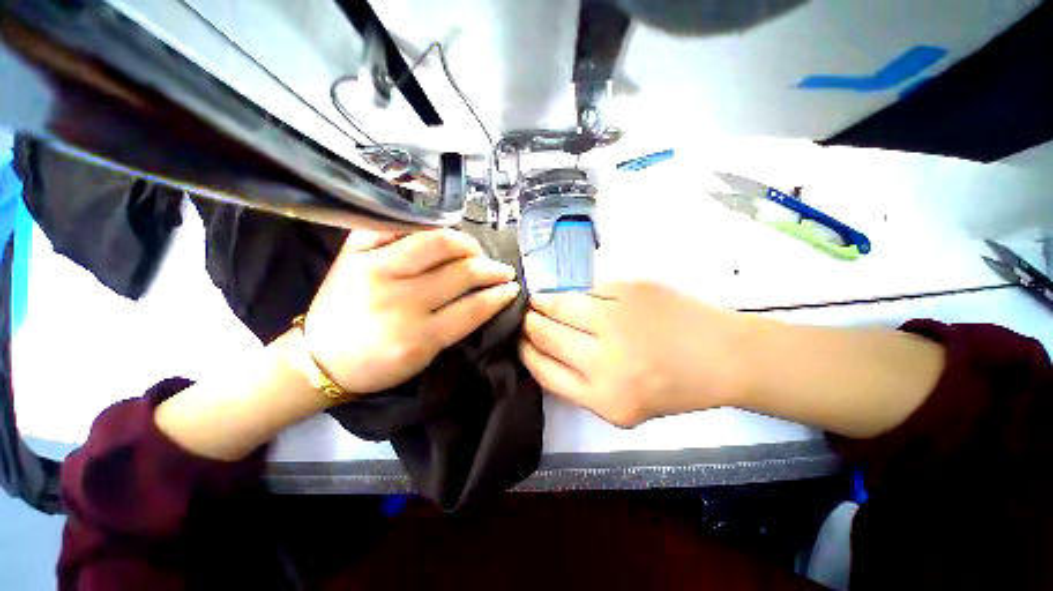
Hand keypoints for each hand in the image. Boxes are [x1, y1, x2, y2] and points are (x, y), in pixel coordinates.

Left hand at [304, 229, 519, 395]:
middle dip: (491, 269)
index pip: (472, 309)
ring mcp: (374, 270)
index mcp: (417, 337)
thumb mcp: (424, 358)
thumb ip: (456, 327)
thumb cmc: (377, 365)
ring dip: (466, 243)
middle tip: (502, 269)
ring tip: (476, 250)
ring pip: (435, 242)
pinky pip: (396, 225)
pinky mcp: (354, 252)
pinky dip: (422, 225)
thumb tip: (486, 296)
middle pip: (460, 273)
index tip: (513, 289)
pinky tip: (439, 231)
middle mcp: (397, 301)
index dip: (498, 296)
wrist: (319, 358)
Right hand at [520, 282, 749, 426]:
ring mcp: (618, 319)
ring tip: (539, 300)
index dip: (525, 350)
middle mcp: (605, 360)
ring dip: (543, 302)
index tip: (520, 340)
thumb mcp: (622, 407)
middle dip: (529, 323)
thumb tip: (543, 351)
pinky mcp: (630, 290)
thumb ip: (580, 384)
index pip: (542, 368)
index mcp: (603, 398)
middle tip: (526, 316)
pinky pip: (588, 289)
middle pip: (545, 334)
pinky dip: (576, 293)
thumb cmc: (673, 387)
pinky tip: (575, 295)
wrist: (723, 356)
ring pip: (560, 305)